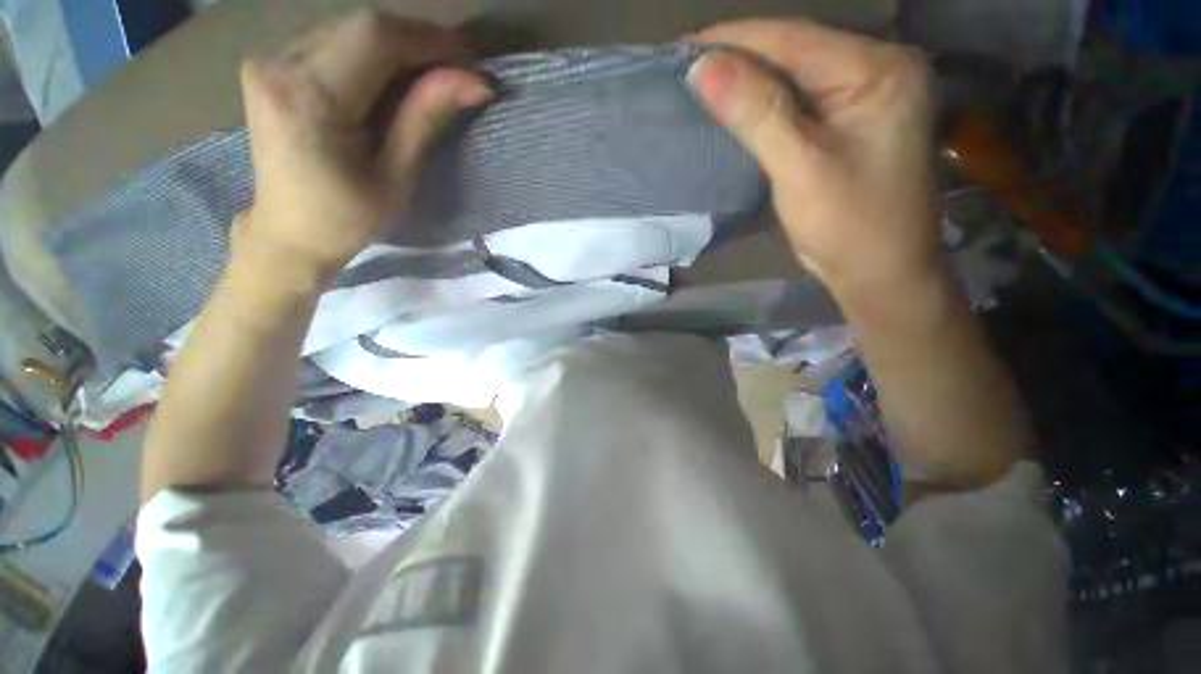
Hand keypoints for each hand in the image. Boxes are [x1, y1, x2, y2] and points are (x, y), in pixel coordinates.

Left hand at [237, 11, 492, 285]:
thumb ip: (425, 120)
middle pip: (363, 26)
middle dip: (419, 43)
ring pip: (350, 29)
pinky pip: (335, 42)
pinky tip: (397, 80)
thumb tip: (473, 82)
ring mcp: (270, 58)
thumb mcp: (396, 178)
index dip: (430, 41)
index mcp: (308, 98)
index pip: (376, 38)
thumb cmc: (346, 218)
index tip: (471, 62)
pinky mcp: (273, 64)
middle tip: (459, 73)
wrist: (289, 230)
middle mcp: (279, 63)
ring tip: (435, 78)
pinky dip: (375, 55)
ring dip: (400, 49)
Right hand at [687, 20, 939, 298]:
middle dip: (739, 57)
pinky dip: (762, 102)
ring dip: (747, 79)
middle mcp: (877, 70)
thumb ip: (757, 114)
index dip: (735, 40)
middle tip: (687, 66)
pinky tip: (734, 104)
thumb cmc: (848, 226)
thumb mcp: (801, 168)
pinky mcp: (849, 122)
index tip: (683, 48)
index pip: (794, 39)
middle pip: (796, 50)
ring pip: (794, 75)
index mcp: (878, 70)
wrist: (879, 272)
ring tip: (701, 81)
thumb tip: (703, 68)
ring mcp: (865, 96)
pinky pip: (799, 100)